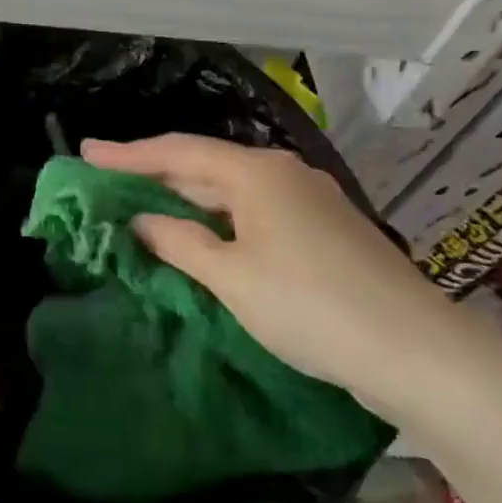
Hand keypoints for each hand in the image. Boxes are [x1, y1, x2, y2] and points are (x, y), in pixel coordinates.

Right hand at [81, 135, 463, 403]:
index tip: (86, 152)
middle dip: (155, 173)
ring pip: (231, 191)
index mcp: (256, 172)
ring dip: (186, 199)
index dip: (128, 154)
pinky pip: (254, 212)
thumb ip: (179, 241)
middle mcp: (283, 173)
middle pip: (205, 166)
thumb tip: (140, 220)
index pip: (178, 151)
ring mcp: (308, 200)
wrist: (415, 351)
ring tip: (142, 205)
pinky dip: (218, 220)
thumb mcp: (231, 276)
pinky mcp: (323, 230)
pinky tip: (201, 235)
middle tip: (106, 180)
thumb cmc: (309, 306)